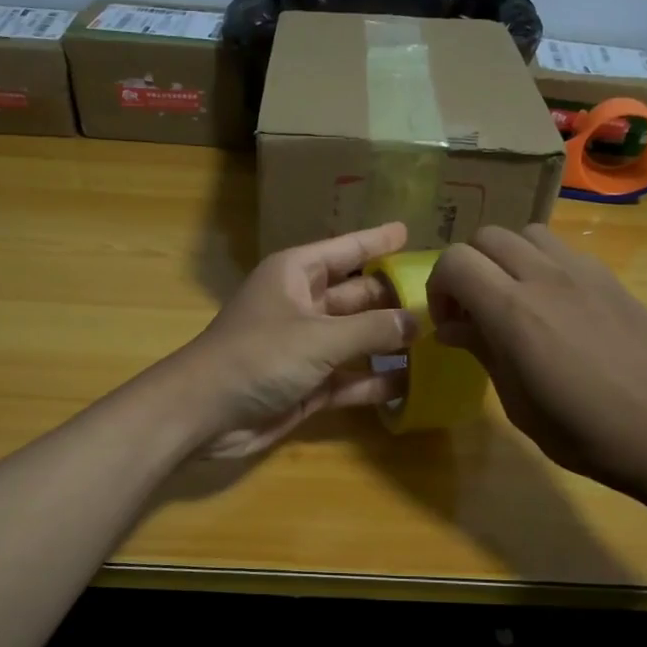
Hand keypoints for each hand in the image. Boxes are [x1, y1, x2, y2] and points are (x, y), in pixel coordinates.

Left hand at [166, 222, 419, 458]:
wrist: (205, 413)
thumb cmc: (259, 356)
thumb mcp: (319, 336)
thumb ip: (372, 328)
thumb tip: (418, 321)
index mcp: (296, 274)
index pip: (346, 250)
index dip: (376, 241)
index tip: (409, 232)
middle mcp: (302, 305)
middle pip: (357, 295)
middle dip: (393, 296)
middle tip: (441, 297)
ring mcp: (305, 347)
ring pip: (357, 338)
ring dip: (390, 341)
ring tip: (440, 339)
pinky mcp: (307, 385)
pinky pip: (350, 378)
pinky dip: (375, 381)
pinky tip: (411, 383)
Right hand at [426, 224, 646, 492]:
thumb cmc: (583, 433)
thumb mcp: (518, 403)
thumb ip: (483, 352)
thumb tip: (452, 328)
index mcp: (513, 312)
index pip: (455, 261)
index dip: (439, 287)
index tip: (449, 323)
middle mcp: (545, 278)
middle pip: (487, 237)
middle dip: (468, 268)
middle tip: (474, 309)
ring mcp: (583, 273)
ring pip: (527, 233)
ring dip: (507, 258)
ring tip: (514, 298)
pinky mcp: (612, 279)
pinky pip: (564, 251)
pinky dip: (544, 265)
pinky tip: (556, 306)